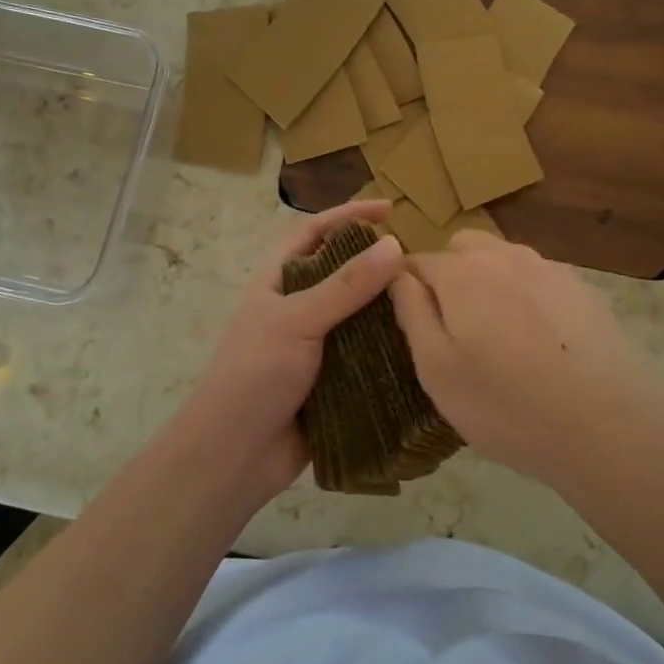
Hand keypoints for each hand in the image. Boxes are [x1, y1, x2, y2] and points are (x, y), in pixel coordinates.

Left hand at [166, 200, 403, 507]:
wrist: (234, 454)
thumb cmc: (255, 373)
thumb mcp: (298, 319)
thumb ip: (346, 285)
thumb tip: (394, 244)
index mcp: (278, 281)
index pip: (314, 232)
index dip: (348, 215)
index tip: (389, 209)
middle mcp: (298, 307)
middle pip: (343, 272)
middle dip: (377, 264)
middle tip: (420, 262)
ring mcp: (315, 345)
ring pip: (359, 316)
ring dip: (388, 309)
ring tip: (429, 301)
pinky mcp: (333, 380)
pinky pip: (367, 357)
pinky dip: (390, 351)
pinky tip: (422, 347)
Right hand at [389, 232, 663, 489]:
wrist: (609, 427)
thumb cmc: (507, 405)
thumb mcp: (437, 370)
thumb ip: (412, 314)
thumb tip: (397, 276)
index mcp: (461, 273)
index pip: (416, 261)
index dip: (406, 287)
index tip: (411, 321)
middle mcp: (504, 256)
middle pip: (462, 248)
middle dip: (450, 275)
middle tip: (456, 329)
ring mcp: (549, 269)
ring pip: (503, 259)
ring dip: (490, 283)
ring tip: (500, 338)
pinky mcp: (583, 289)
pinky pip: (539, 279)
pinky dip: (528, 297)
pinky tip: (542, 343)